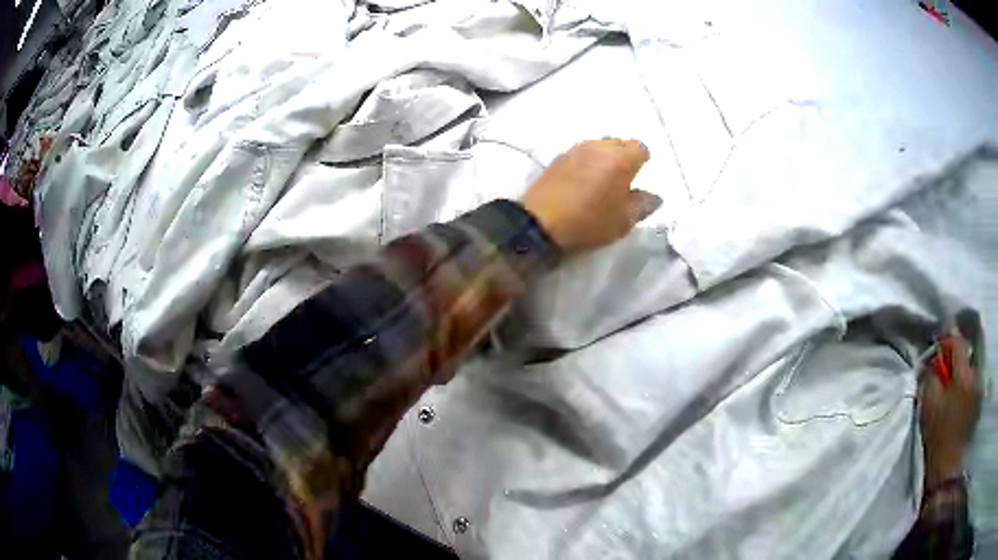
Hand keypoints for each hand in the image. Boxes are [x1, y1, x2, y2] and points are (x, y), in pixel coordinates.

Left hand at [521, 139, 660, 253]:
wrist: (539, 223)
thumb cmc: (589, 222)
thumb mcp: (624, 221)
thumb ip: (643, 205)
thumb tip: (653, 196)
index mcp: (620, 159)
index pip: (641, 148)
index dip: (643, 163)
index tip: (637, 180)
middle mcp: (599, 146)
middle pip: (619, 143)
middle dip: (624, 157)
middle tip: (621, 181)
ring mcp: (576, 149)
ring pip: (599, 146)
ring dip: (604, 158)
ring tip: (600, 181)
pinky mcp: (558, 157)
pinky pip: (581, 153)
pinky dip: (587, 162)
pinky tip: (581, 181)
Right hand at [918, 325, 982, 485]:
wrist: (947, 466)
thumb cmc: (937, 434)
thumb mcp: (929, 403)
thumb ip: (930, 376)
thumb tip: (930, 361)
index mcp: (964, 373)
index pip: (957, 341)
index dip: (947, 336)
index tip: (938, 339)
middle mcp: (975, 375)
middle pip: (965, 354)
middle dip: (954, 358)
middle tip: (942, 368)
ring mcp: (978, 390)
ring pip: (969, 370)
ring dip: (960, 372)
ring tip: (949, 386)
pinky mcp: (977, 403)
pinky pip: (972, 384)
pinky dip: (964, 385)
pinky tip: (956, 399)